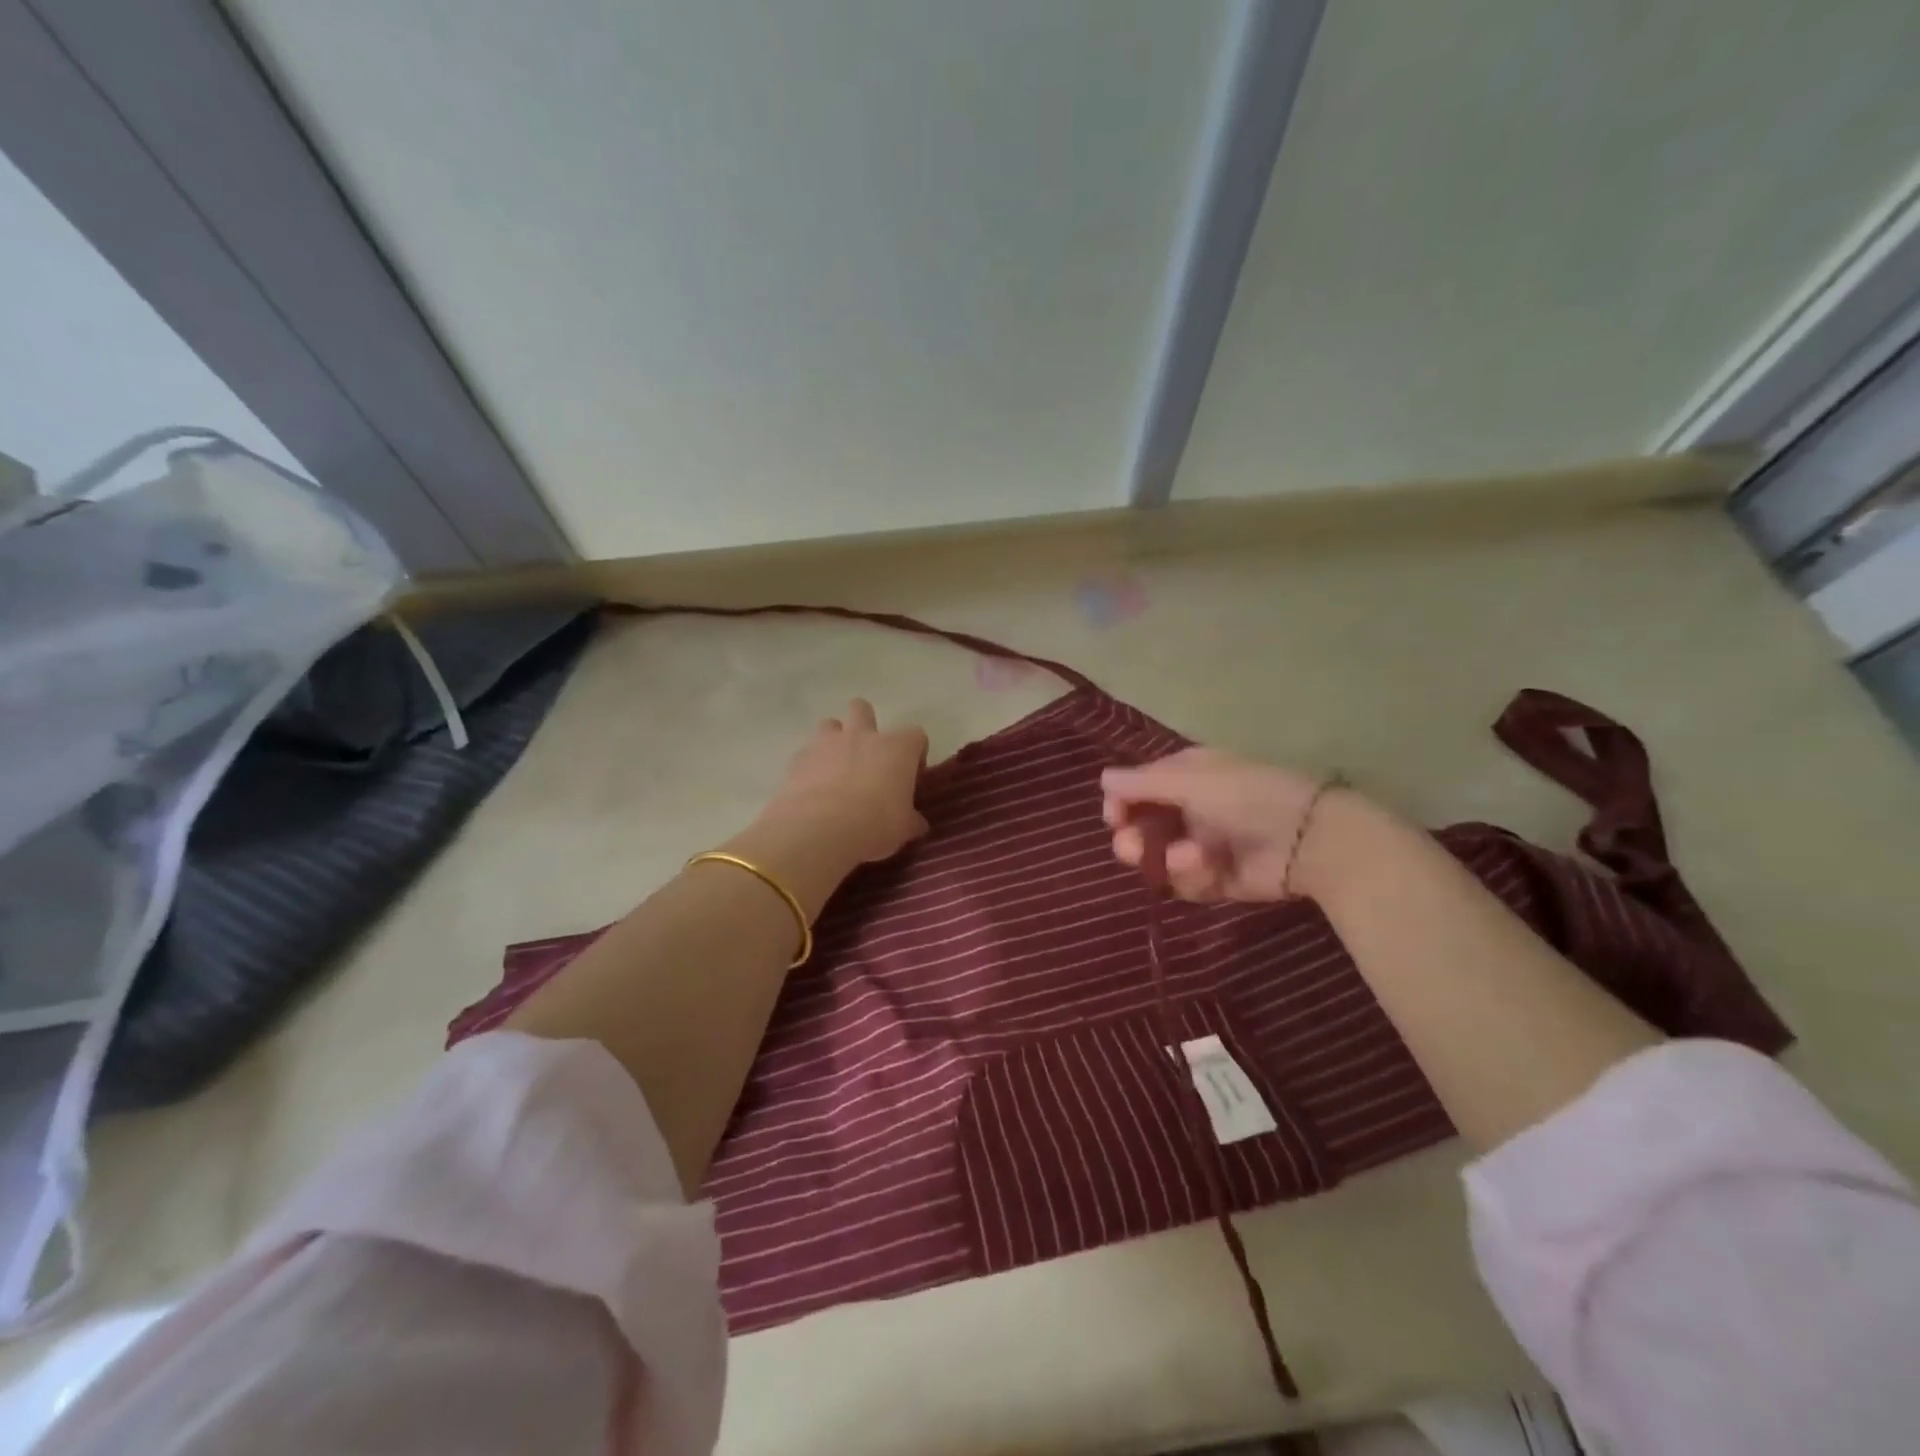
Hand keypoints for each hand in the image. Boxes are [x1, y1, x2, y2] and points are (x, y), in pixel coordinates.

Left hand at [760, 698, 930, 864]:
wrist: (818, 830)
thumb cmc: (874, 824)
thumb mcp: (904, 829)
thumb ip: (911, 820)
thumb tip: (917, 823)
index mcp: (897, 748)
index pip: (916, 736)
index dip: (915, 754)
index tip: (911, 776)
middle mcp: (862, 736)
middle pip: (863, 710)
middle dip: (865, 725)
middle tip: (868, 757)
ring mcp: (826, 744)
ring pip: (829, 724)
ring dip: (834, 740)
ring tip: (836, 768)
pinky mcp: (798, 759)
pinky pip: (806, 754)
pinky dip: (811, 766)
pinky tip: (813, 789)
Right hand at [1101, 748, 1362, 902]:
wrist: (1308, 840)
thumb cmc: (1246, 796)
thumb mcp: (1190, 780)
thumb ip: (1142, 783)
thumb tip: (1102, 778)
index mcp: (1185, 776)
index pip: (1137, 789)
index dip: (1120, 804)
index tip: (1114, 817)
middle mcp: (1189, 809)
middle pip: (1141, 829)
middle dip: (1133, 841)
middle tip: (1135, 849)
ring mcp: (1202, 846)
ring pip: (1160, 861)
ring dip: (1168, 860)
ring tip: (1192, 858)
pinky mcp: (1216, 879)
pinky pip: (1185, 883)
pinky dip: (1193, 877)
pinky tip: (1210, 869)